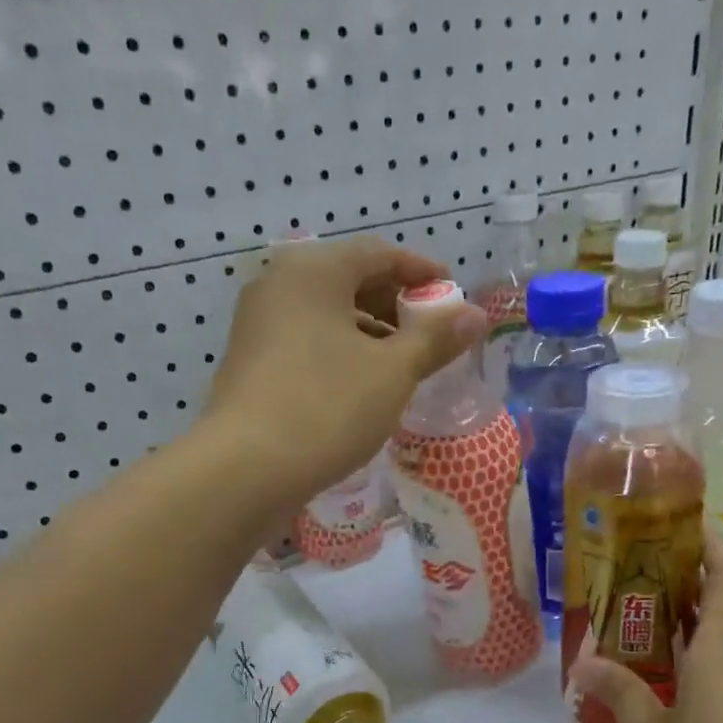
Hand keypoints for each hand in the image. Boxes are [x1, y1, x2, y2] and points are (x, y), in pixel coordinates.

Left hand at [204, 236, 483, 505]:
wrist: (247, 468)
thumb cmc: (328, 407)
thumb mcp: (393, 372)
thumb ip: (435, 339)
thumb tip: (475, 315)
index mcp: (314, 271)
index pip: (378, 254)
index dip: (420, 271)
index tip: (451, 293)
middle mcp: (279, 284)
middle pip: (349, 280)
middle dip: (394, 304)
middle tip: (430, 333)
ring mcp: (258, 324)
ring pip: (327, 314)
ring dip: (369, 332)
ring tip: (401, 364)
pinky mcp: (251, 361)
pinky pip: (307, 340)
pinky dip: (340, 351)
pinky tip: (361, 385)